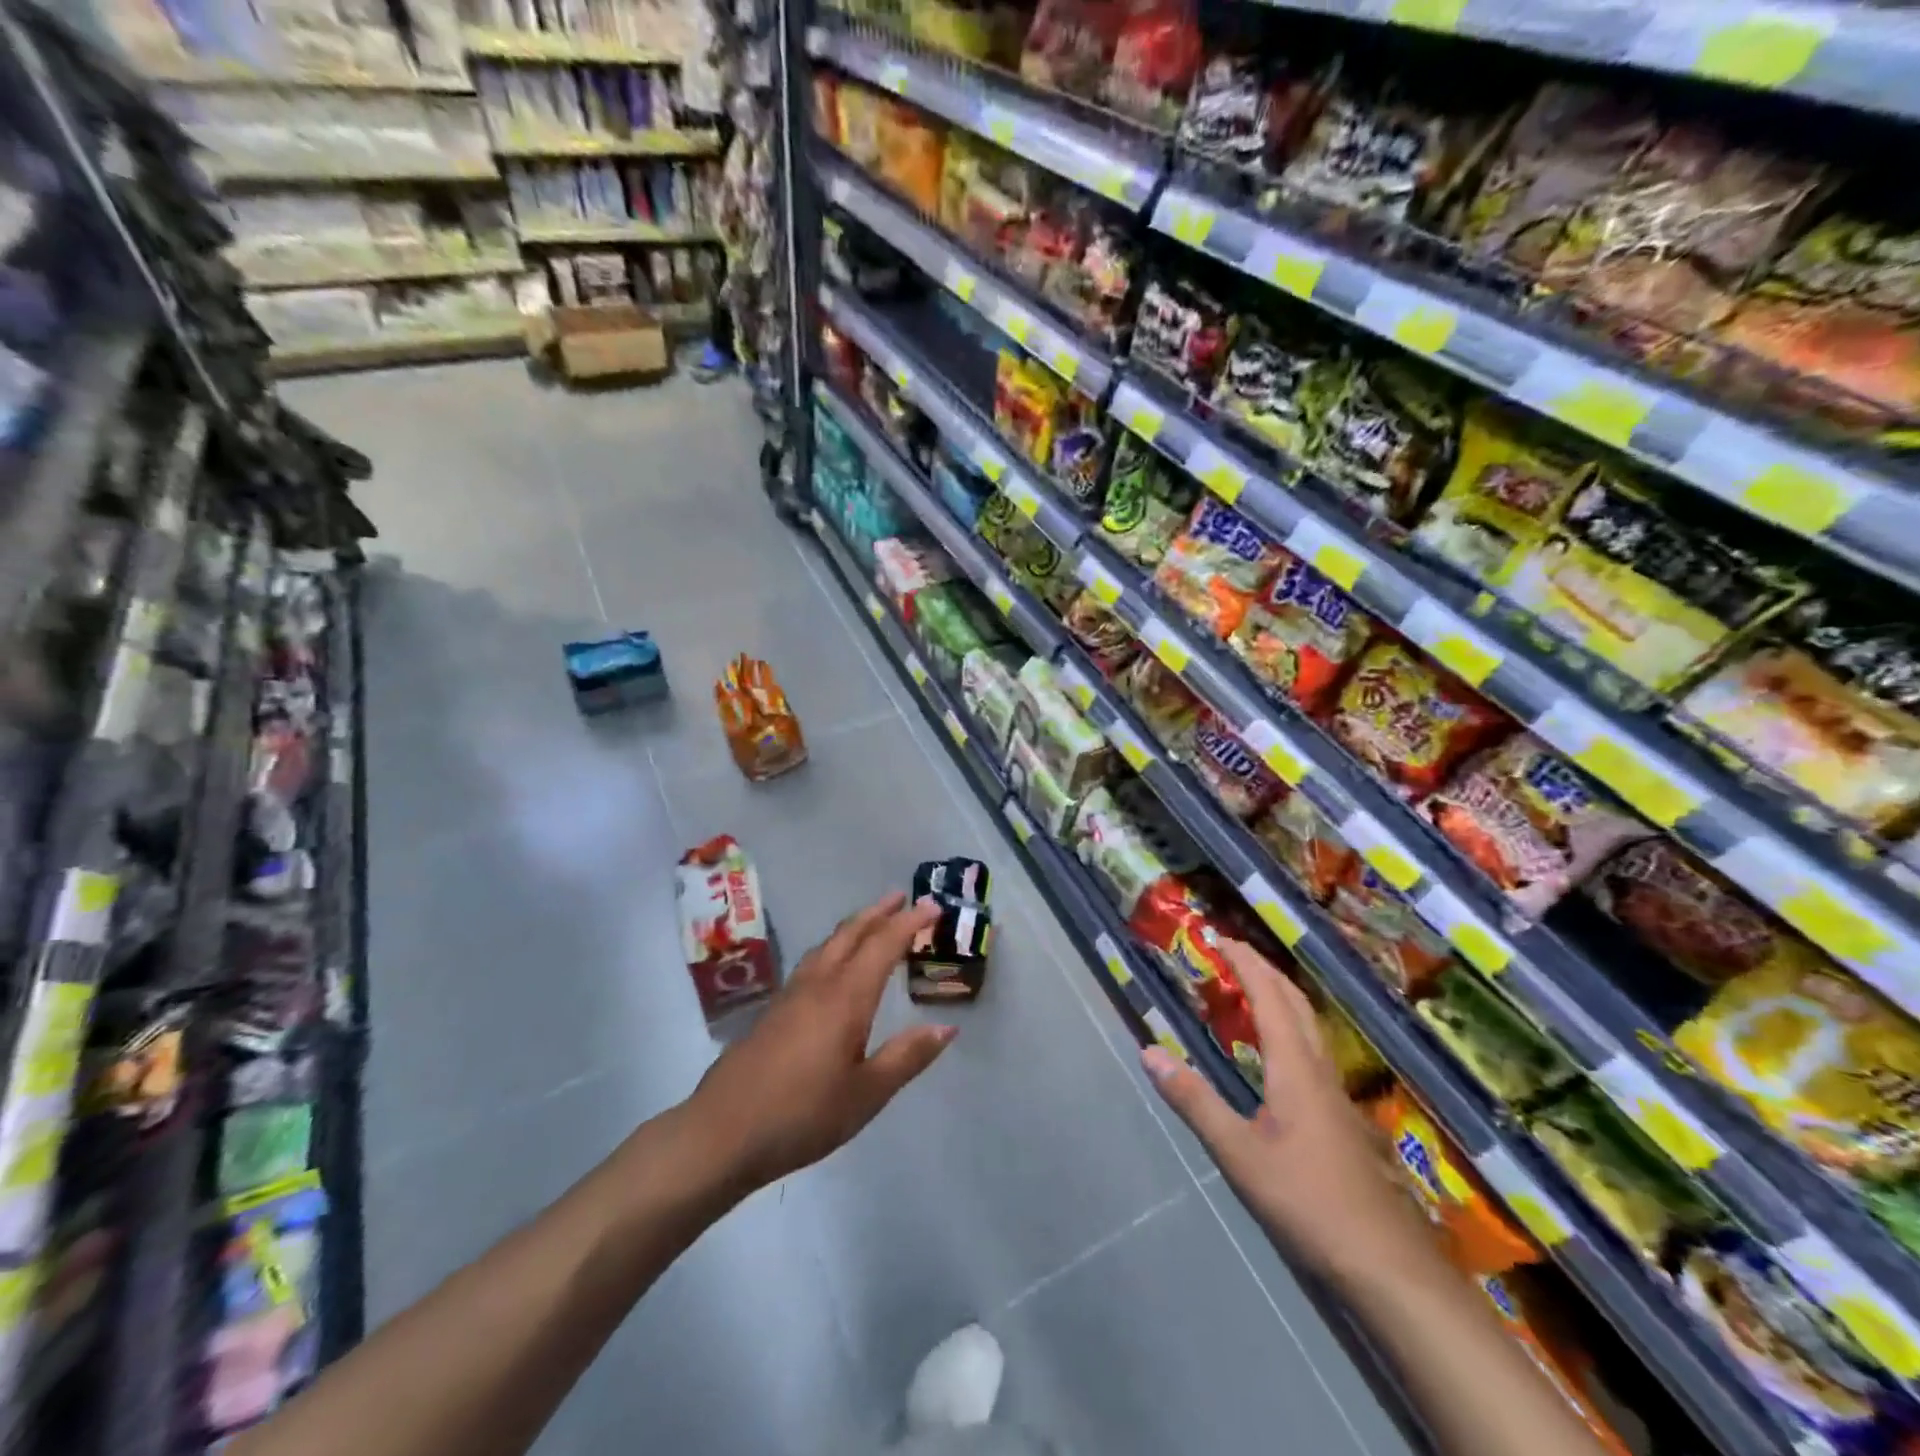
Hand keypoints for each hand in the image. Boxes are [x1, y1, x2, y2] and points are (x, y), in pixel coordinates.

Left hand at [688, 892, 955, 1190]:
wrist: (722, 1132)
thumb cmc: (802, 1115)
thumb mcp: (866, 1094)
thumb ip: (906, 1057)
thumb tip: (947, 1027)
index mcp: (846, 997)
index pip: (883, 945)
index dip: (909, 923)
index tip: (933, 906)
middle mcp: (819, 984)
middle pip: (851, 934)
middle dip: (879, 913)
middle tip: (903, 898)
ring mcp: (791, 995)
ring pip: (828, 945)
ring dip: (854, 927)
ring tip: (872, 922)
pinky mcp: (773, 1010)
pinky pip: (813, 961)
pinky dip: (835, 947)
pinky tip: (833, 965)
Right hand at [1142, 941, 1432, 1287]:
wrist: (1386, 1264)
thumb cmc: (1308, 1202)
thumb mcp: (1239, 1154)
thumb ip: (1194, 1101)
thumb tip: (1148, 1051)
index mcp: (1295, 1068)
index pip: (1270, 997)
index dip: (1245, 963)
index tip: (1219, 938)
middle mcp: (1318, 1070)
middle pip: (1295, 1003)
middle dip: (1263, 970)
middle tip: (1231, 953)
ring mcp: (1335, 1096)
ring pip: (1309, 1026)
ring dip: (1279, 996)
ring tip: (1249, 989)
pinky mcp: (1340, 1119)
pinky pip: (1311, 1051)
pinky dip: (1288, 1027)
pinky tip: (1275, 1054)